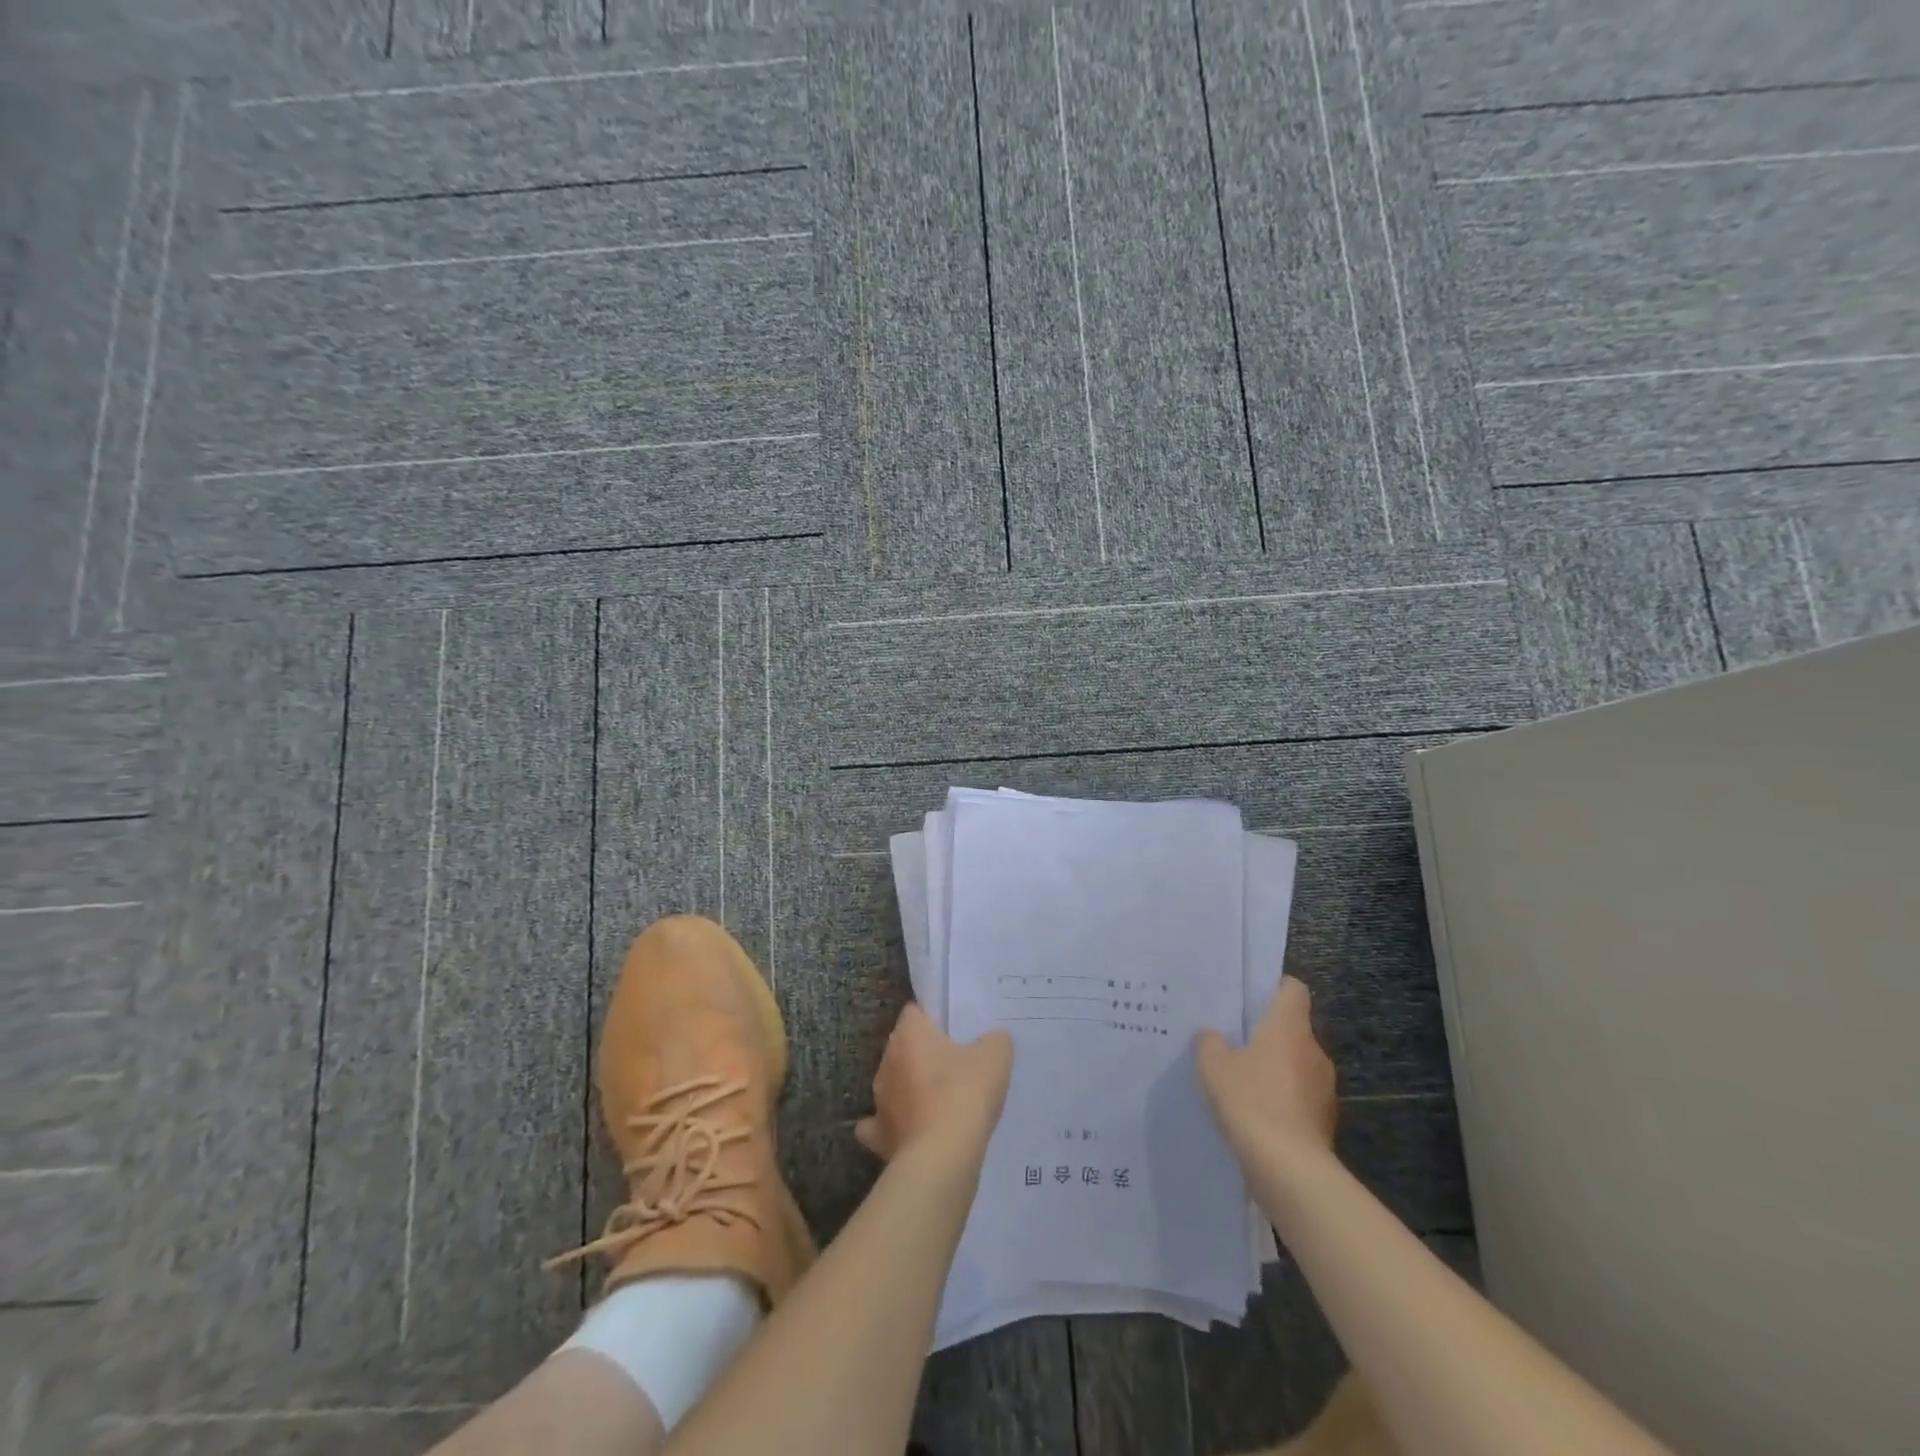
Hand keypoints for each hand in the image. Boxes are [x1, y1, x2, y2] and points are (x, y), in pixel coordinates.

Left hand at [855, 1003, 1012, 1162]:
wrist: (942, 1158)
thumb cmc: (965, 1094)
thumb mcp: (995, 1057)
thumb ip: (994, 1040)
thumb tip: (993, 1040)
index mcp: (910, 1034)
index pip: (915, 1012)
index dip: (933, 1018)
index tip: (955, 1031)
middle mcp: (888, 1061)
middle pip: (904, 1048)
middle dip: (924, 1054)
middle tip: (955, 1066)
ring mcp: (879, 1100)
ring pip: (893, 1084)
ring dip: (910, 1090)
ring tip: (941, 1102)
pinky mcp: (878, 1136)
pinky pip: (880, 1125)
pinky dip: (894, 1126)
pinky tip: (912, 1131)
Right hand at [1195, 978, 1337, 1167]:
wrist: (1288, 1168)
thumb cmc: (1250, 1100)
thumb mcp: (1213, 1066)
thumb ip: (1209, 1043)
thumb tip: (1212, 1035)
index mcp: (1289, 1027)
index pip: (1293, 989)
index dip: (1274, 986)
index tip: (1252, 995)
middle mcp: (1313, 1050)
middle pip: (1294, 1028)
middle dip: (1269, 1033)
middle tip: (1235, 1039)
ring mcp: (1324, 1088)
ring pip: (1298, 1064)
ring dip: (1276, 1069)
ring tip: (1242, 1080)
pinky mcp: (1324, 1121)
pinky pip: (1300, 1097)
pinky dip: (1282, 1100)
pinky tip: (1256, 1114)